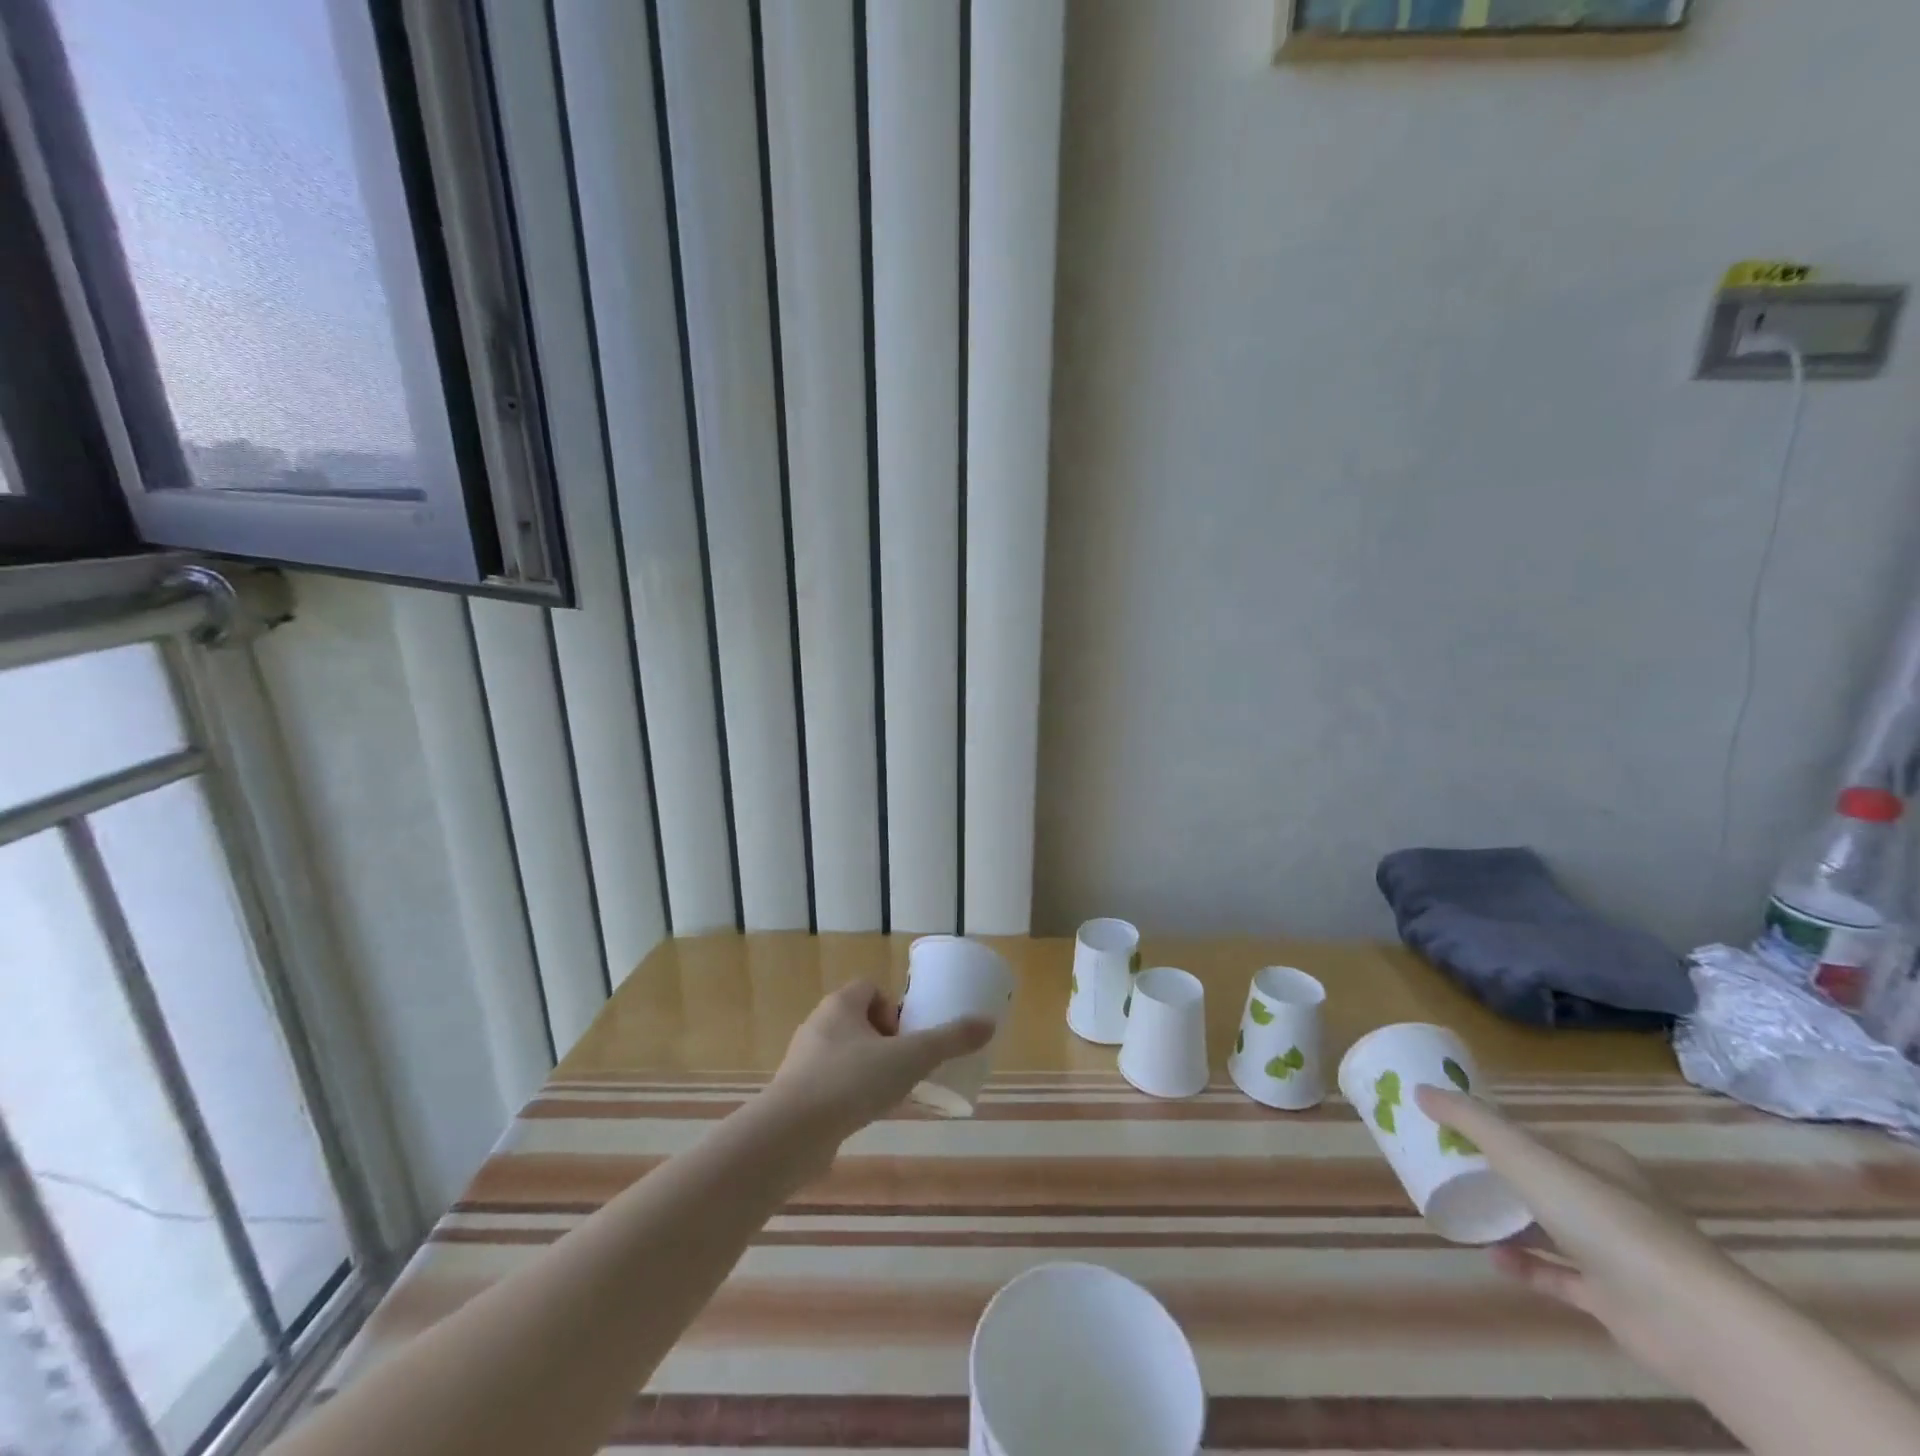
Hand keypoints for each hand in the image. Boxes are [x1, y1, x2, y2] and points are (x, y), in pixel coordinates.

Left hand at [763, 980, 993, 1150]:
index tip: (908, 1037)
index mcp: (841, 1004)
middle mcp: (818, 1025)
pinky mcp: (795, 1095)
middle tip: (905, 1067)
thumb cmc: (852, 1082)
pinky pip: (830, 1085)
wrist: (791, 1134)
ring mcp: (802, 1061)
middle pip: (858, 1021)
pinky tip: (864, 1117)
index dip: (893, 1008)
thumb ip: (950, 1040)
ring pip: (844, 1054)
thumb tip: (988, 1023)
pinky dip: (849, 1096)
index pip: (869, 988)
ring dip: (868, 1070)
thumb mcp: (911, 1058)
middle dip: (884, 1042)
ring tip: (888, 1095)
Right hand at [1416, 1085, 1747, 1379]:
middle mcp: (1610, 1199)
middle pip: (1543, 1181)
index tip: (1452, 1134)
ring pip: (1552, 1228)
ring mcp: (1617, 1253)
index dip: (1496, 1133)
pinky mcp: (1616, 1299)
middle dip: (1499, 1178)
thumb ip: (1471, 1121)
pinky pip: (1561, 1275)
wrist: (1688, 1318)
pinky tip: (1492, 1259)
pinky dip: (1527, 1267)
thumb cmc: (1601, 1218)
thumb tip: (1419, 1089)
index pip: (1538, 1137)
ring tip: (1465, 1214)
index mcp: (1595, 1159)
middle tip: (1450, 1172)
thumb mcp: (1524, 1155)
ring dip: (1510, 1223)